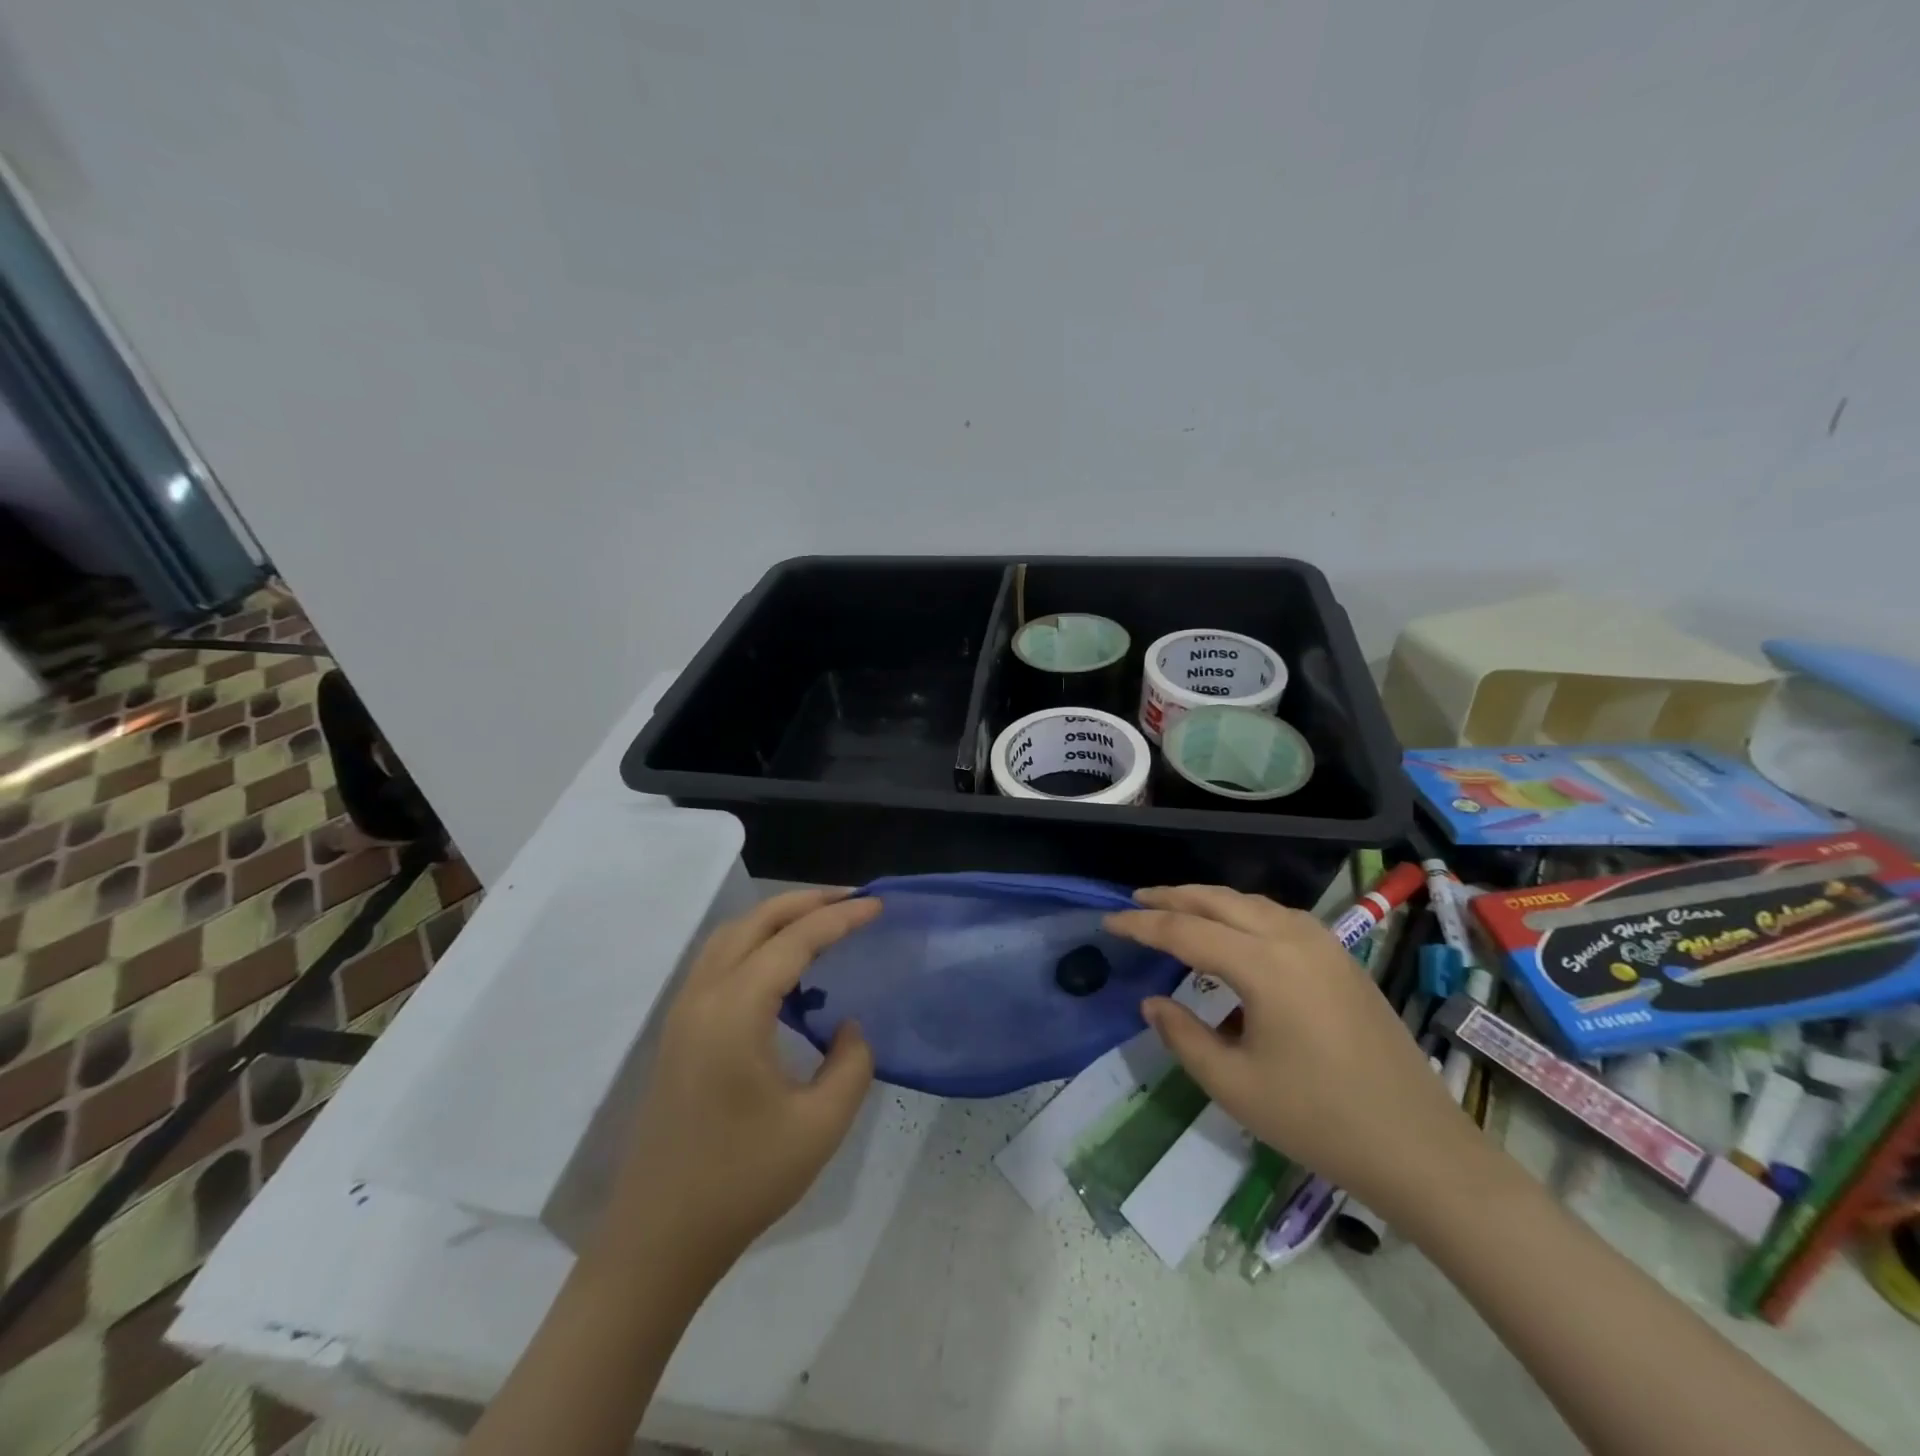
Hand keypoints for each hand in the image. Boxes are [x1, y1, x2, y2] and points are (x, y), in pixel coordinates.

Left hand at [603, 888, 880, 1271]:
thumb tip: (847, 1027)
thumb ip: (851, 1064)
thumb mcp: (819, 1126)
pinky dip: (756, 945)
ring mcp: (683, 1013)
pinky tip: (785, 971)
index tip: (878, 905)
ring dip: (777, 919)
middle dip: (806, 902)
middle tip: (853, 900)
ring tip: (823, 923)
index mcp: (734, 1011)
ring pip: (731, 937)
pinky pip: (720, 963)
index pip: (793, 941)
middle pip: (755, 922)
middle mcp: (703, 997)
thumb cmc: (741, 1182)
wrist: (657, 1240)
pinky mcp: (678, 1033)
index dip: (839, 918)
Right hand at [1106, 886, 1483, 1221]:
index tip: (1107, 923)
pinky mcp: (1341, 957)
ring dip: (1208, 900)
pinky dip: (1242, 913)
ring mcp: (1323, 943)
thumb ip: (1183, 1036)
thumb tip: (1153, 1002)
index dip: (1141, 926)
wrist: (1418, 1147)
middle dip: (1172, 896)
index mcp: (1263, 965)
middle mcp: (1292, 938)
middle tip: (1134, 902)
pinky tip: (1233, 933)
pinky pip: (1278, 916)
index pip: (1185, 930)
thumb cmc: (1318, 1120)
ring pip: (1251, 902)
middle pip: (1218, 899)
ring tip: (1175, 910)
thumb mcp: (1234, 1085)